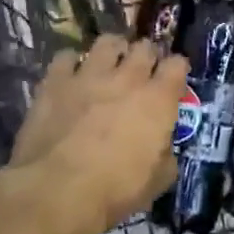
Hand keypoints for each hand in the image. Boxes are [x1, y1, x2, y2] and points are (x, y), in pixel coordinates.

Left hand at [2, 35, 185, 233]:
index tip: (172, 83)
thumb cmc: (113, 191)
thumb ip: (166, 157)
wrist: (56, 192)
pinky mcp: (56, 80)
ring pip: (108, 41)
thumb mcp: (156, 183)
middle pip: (144, 47)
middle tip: (140, 74)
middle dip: (146, 57)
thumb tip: (164, 149)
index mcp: (157, 99)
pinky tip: (71, 77)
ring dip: (112, 51)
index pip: (177, 64)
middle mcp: (128, 77)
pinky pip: (67, 57)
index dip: (176, 71)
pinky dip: (71, 64)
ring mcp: (90, 74)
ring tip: (108, 65)